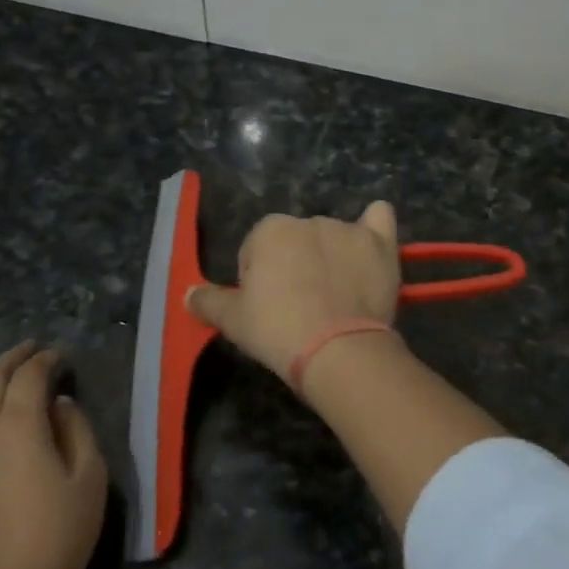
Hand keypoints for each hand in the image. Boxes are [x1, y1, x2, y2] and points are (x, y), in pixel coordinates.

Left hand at [0, 342, 105, 568]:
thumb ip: (76, 430)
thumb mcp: (90, 478)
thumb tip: (59, 404)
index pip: (30, 376)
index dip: (46, 360)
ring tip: (5, 372)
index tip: (61, 356)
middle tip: (31, 349)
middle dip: (12, 359)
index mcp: (19, 425)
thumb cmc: (59, 535)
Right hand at [187, 200, 401, 386]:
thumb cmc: (278, 331)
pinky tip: (372, 243)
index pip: (258, 250)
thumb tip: (187, 295)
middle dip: (296, 267)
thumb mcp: (233, 321)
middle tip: (300, 308)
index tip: (269, 309)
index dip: (260, 280)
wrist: (338, 350)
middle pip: (296, 242)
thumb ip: (208, 302)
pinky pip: (380, 218)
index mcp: (270, 231)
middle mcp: (309, 220)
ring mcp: (348, 229)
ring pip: (334, 238)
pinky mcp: (381, 243)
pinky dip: (375, 226)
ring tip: (337, 299)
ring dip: (332, 258)